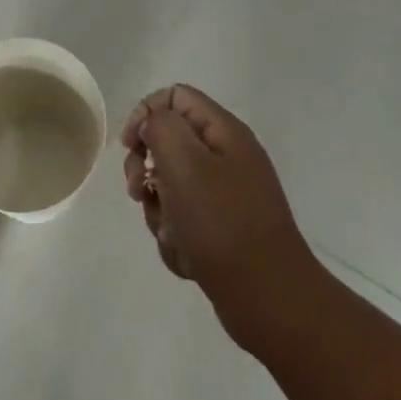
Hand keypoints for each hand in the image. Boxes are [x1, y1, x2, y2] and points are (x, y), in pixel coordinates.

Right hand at [121, 85, 315, 338]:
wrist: (270, 303)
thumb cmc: (223, 224)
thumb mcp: (184, 162)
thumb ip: (161, 127)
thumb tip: (152, 124)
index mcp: (224, 132)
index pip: (175, 96)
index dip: (145, 113)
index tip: (130, 146)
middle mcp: (227, 157)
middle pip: (169, 142)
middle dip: (145, 168)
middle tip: (139, 192)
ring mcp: (226, 196)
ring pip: (170, 187)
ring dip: (160, 211)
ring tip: (173, 234)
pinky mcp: (223, 231)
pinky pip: (184, 222)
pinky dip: (177, 238)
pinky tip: (188, 257)